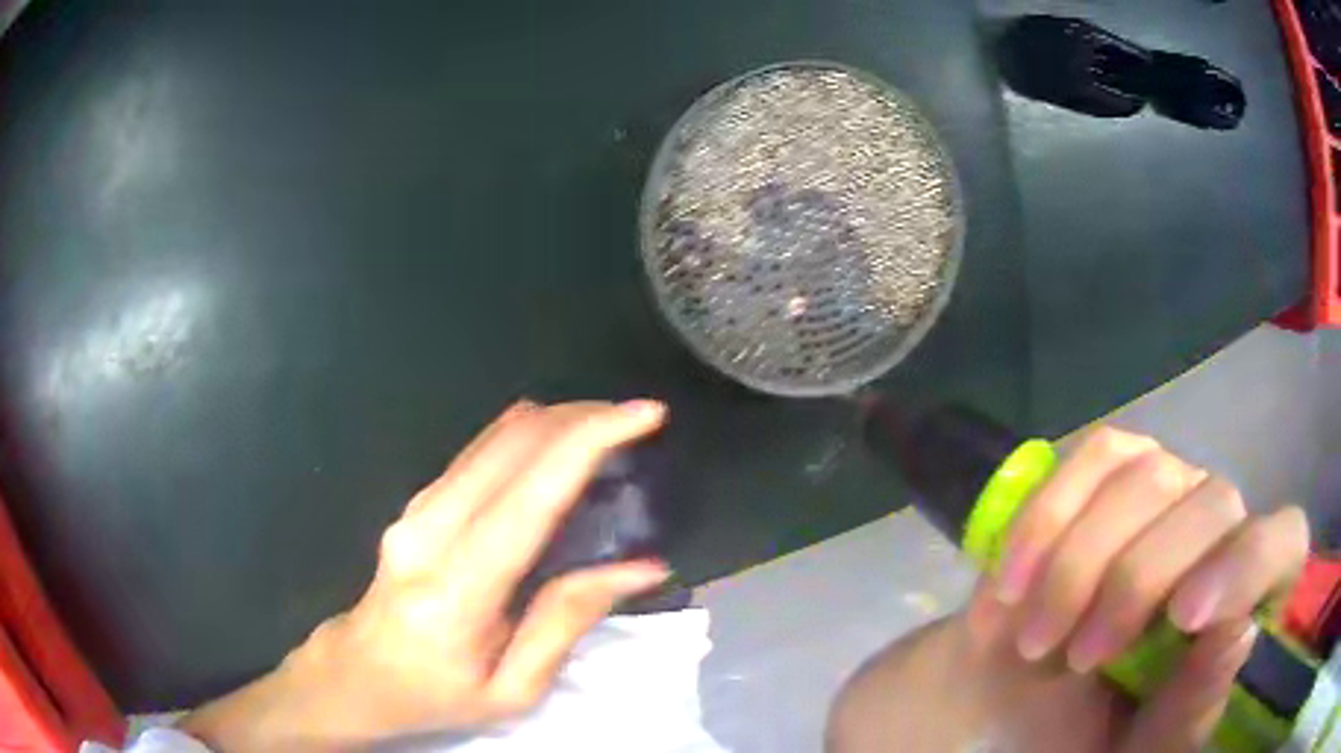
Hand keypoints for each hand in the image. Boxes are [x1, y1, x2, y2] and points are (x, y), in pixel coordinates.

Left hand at [181, 400, 670, 750]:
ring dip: (555, 423)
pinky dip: (526, 438)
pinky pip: (476, 453)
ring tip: (606, 428)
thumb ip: (568, 621)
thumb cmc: (438, 695)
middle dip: (581, 418)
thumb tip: (640, 567)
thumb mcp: (514, 689)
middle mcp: (429, 531)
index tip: (644, 414)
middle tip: (635, 419)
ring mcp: (414, 510)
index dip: (590, 441)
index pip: (530, 495)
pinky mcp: (413, 504)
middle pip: (511, 445)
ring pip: (492, 438)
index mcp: (457, 590)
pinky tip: (555, 445)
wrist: (359, 673)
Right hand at [971, 426, 1308, 750]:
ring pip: (1145, 475)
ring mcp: (1167, 486)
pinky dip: (1045, 521)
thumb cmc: (1088, 735)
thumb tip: (1241, 631)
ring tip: (1034, 638)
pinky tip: (1013, 580)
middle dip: (1136, 583)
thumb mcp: (1141, 746)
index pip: (1286, 543)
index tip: (1184, 617)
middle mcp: (1219, 527)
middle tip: (1077, 657)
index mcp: (1242, 598)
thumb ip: (1192, 708)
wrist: (1015, 705)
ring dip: (1077, 565)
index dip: (1249, 564)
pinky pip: (1090, 458)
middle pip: (1213, 503)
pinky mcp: (1110, 470)